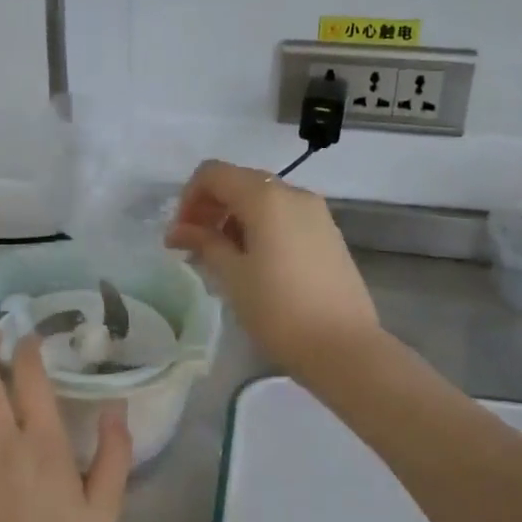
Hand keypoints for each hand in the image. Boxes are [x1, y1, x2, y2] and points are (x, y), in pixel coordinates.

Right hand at [165, 159, 380, 375]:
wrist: (344, 348)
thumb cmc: (279, 310)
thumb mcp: (232, 276)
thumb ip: (204, 243)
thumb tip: (178, 230)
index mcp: (266, 198)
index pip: (213, 173)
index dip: (189, 198)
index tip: (180, 234)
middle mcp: (293, 193)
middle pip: (239, 182)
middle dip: (210, 207)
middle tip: (194, 246)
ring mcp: (316, 212)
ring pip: (263, 200)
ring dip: (234, 218)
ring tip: (221, 258)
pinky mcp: (328, 233)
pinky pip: (284, 216)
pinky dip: (260, 227)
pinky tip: (254, 263)